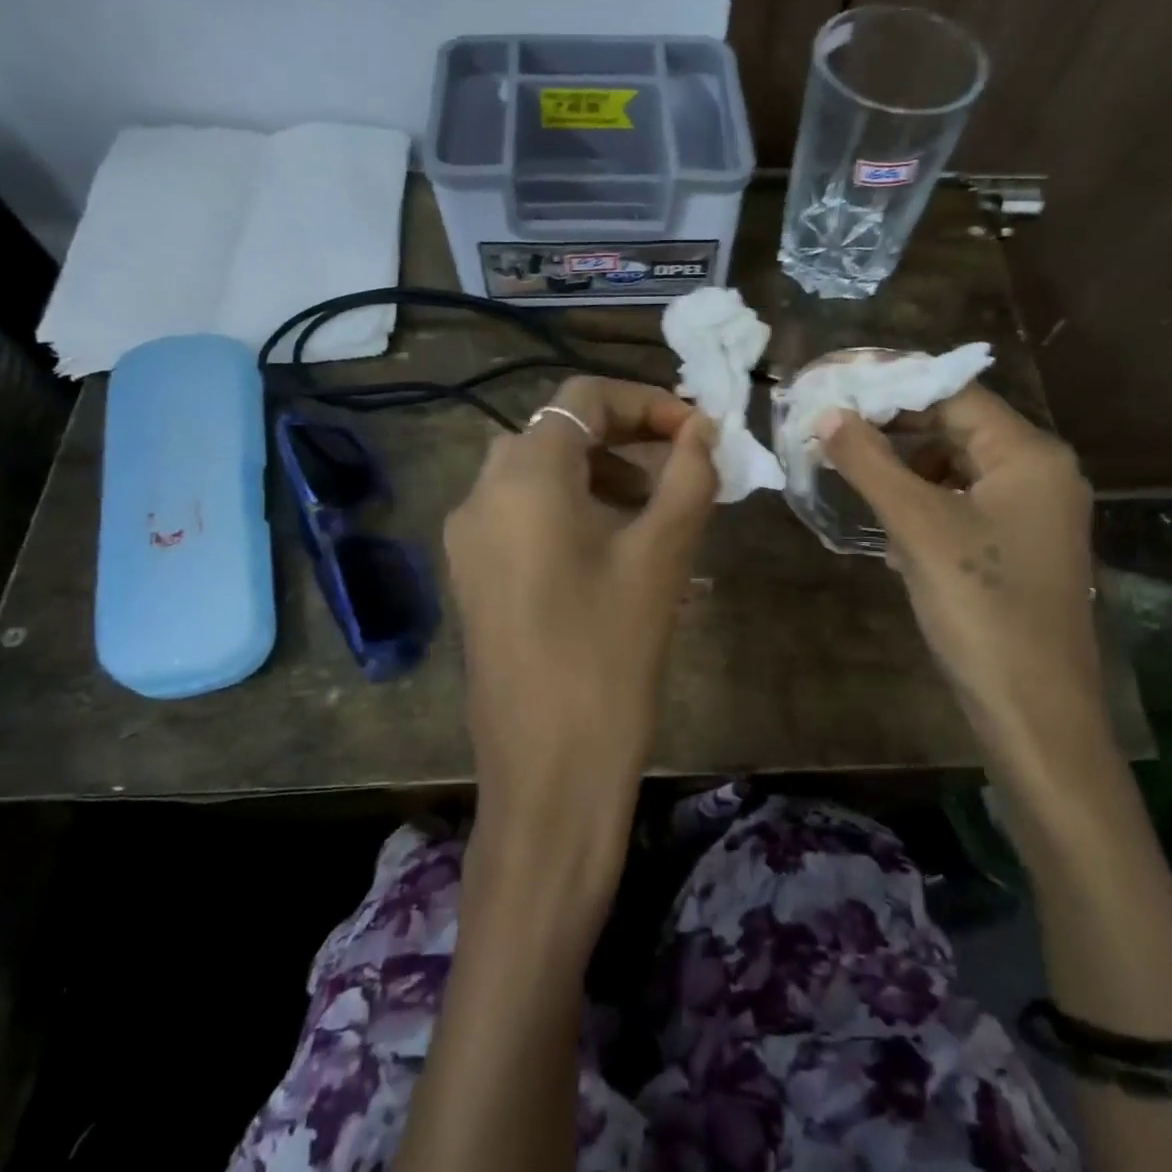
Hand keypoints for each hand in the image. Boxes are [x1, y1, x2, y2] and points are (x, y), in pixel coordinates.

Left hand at [443, 376, 716, 872]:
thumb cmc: (610, 656)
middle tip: (681, 469)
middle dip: (626, 439)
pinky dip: (572, 513)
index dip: (647, 402)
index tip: (698, 433)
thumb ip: (687, 477)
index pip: (583, 399)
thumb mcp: (661, 557)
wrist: (548, 772)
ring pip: (540, 476)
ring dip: (601, 477)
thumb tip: (702, 431)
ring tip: (657, 515)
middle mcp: (481, 494)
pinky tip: (618, 556)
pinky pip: (524, 518)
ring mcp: (469, 539)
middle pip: (558, 433)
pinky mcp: (472, 577)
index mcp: (523, 477)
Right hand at [820, 387, 1115, 805]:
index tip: (837, 388)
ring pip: (957, 468)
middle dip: (895, 428)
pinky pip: (965, 504)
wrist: (1034, 711)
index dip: (894, 386)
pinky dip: (925, 504)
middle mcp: (1040, 473)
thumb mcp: (917, 527)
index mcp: (1029, 456)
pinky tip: (891, 529)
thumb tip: (827, 413)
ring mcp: (1033, 514)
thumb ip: (869, 463)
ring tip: (854, 474)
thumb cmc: (980, 608)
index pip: (955, 394)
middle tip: (834, 429)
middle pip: (958, 427)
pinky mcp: (1019, 548)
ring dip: (906, 468)